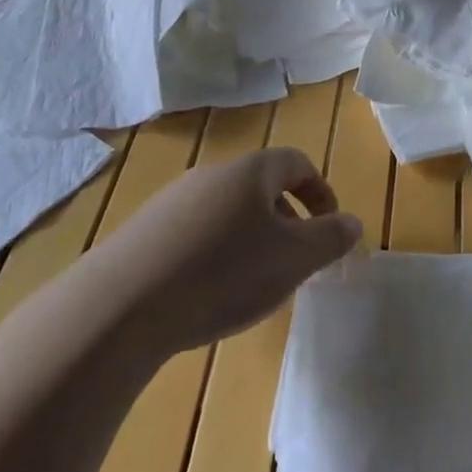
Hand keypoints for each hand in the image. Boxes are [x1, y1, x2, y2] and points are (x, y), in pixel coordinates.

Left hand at [106, 146, 360, 355]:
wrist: (119, 307)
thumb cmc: (224, 273)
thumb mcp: (294, 259)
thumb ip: (330, 238)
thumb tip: (352, 223)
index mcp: (251, 171)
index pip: (297, 163)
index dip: (321, 193)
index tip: (329, 229)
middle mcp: (211, 175)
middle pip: (260, 188)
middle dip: (285, 221)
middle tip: (293, 263)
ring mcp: (170, 202)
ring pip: (225, 213)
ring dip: (248, 240)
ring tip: (250, 285)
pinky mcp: (140, 234)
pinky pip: (191, 235)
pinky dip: (211, 257)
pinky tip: (204, 297)